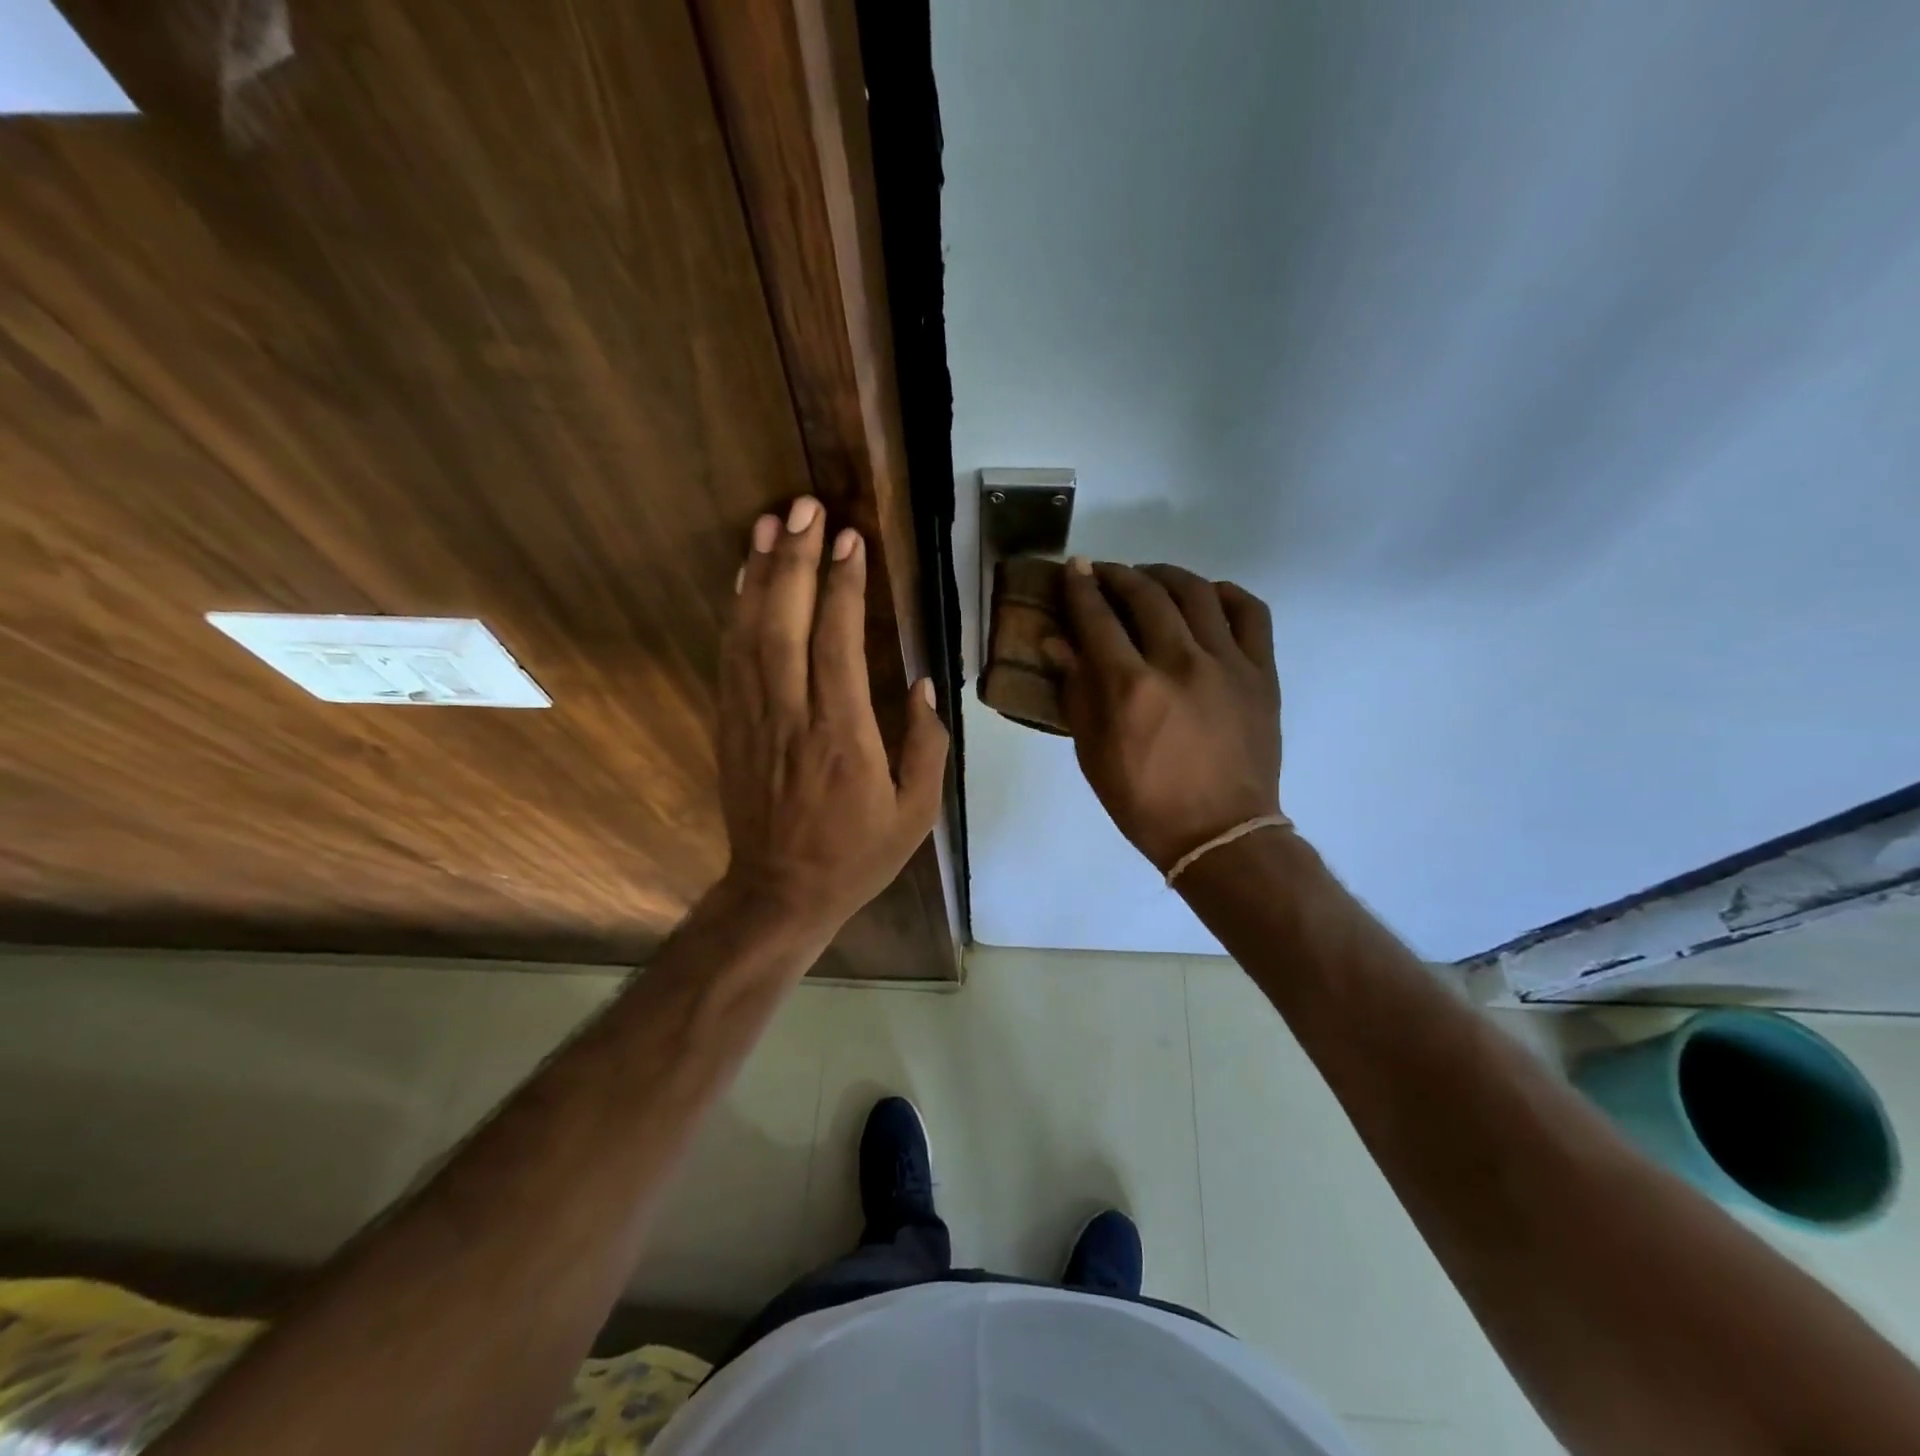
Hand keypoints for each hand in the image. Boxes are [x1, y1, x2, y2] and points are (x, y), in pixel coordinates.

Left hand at [715, 496, 948, 937]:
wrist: (781, 892)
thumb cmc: (857, 855)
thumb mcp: (916, 812)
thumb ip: (926, 745)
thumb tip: (923, 683)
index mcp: (843, 736)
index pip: (838, 643)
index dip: (843, 586)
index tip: (849, 540)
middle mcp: (792, 716)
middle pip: (786, 623)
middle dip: (795, 559)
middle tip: (804, 506)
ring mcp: (753, 718)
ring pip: (750, 632)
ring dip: (759, 573)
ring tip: (769, 522)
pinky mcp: (731, 725)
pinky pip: (731, 658)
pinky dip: (736, 612)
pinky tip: (744, 579)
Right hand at [1044, 559, 1280, 873]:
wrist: (1219, 833)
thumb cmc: (1143, 802)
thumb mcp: (1093, 754)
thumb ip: (1077, 692)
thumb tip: (1058, 642)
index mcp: (1131, 688)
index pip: (1098, 618)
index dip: (1081, 588)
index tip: (1074, 568)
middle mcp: (1179, 663)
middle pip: (1146, 595)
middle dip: (1118, 575)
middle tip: (1105, 574)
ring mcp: (1227, 663)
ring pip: (1196, 592)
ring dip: (1166, 576)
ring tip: (1151, 580)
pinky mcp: (1261, 672)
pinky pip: (1249, 612)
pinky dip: (1225, 594)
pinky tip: (1207, 597)